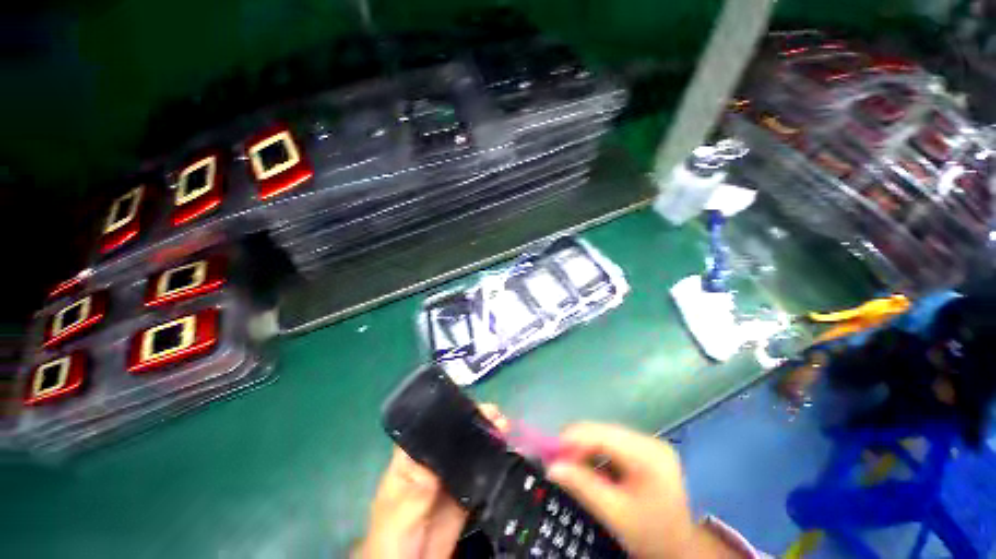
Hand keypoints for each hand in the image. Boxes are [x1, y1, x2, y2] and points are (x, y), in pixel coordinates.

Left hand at [359, 404, 507, 558]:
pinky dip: (492, 460)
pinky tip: (505, 450)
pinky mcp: (464, 495)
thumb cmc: (391, 539)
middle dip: (475, 421)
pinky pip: (479, 473)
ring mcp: (449, 479)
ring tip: (504, 425)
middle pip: (455, 435)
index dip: (450, 413)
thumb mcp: (399, 513)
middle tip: (495, 414)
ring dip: (486, 437)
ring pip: (470, 451)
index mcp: (411, 460)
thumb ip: (416, 490)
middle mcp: (433, 463)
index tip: (472, 404)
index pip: (430, 428)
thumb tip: (440, 459)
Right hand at [547, 423, 731, 558]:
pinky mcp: (645, 450)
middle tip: (555, 459)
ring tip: (569, 463)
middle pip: (603, 432)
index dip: (573, 439)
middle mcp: (649, 441)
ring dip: (585, 448)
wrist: (681, 548)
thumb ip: (583, 486)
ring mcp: (648, 444)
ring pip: (605, 436)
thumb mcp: (615, 514)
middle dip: (577, 444)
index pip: (603, 435)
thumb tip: (552, 467)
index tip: (549, 450)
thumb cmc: (650, 535)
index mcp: (648, 455)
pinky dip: (596, 453)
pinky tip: (588, 466)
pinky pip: (612, 444)